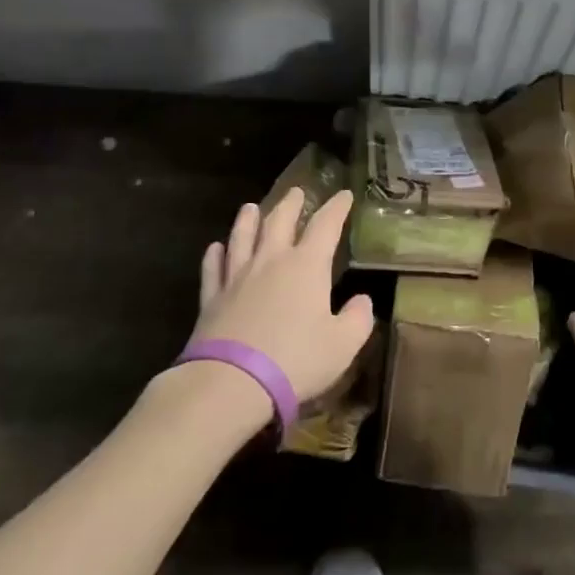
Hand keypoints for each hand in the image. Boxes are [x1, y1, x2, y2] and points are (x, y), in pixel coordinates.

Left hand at [190, 187, 373, 405]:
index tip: (343, 195)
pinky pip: (213, 269)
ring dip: (247, 219)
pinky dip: (214, 256)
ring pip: (242, 237)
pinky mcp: (212, 299)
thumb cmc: (295, 360)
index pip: (325, 225)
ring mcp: (237, 277)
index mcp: (307, 265)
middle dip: (290, 204)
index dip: (336, 208)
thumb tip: (363, 300)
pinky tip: (214, 248)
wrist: (231, 382)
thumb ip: (358, 319)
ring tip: (250, 207)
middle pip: (279, 221)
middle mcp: (271, 261)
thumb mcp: (342, 344)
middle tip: (296, 192)